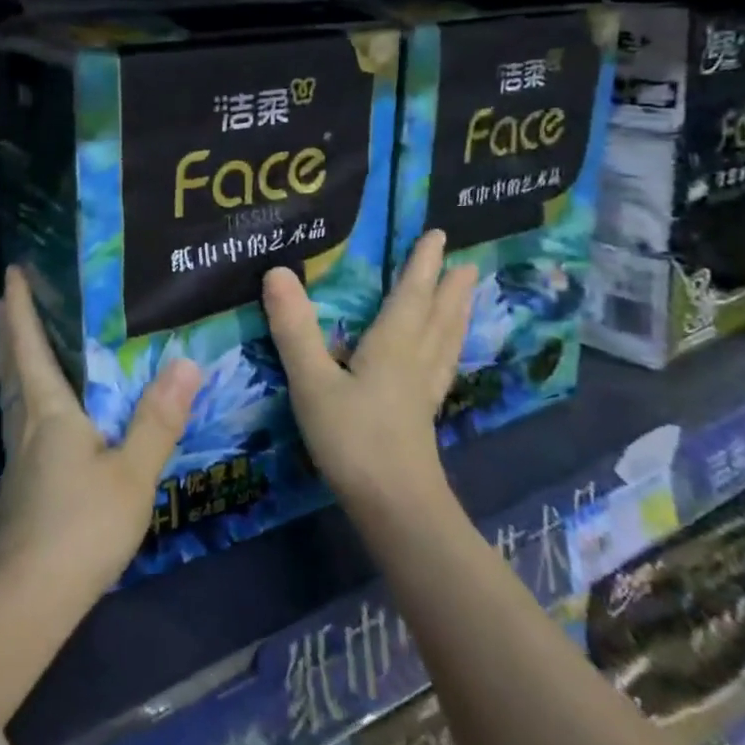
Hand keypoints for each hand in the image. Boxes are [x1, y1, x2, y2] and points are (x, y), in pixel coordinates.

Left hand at [0, 266, 197, 604]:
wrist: (29, 595)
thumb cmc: (81, 525)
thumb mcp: (132, 472)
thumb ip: (158, 418)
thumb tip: (186, 362)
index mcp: (49, 409)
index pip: (29, 343)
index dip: (20, 306)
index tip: (12, 272)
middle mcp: (26, 422)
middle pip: (12, 364)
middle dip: (8, 329)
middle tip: (5, 300)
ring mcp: (18, 455)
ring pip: (10, 392)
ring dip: (10, 360)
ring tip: (9, 342)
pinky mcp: (20, 481)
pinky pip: (17, 417)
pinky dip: (19, 392)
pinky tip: (33, 409)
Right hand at [261, 231, 475, 513]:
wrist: (395, 508)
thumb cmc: (353, 439)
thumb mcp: (312, 381)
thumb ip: (294, 329)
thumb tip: (277, 271)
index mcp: (392, 347)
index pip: (410, 295)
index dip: (422, 265)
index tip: (438, 235)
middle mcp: (414, 363)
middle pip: (437, 317)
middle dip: (448, 288)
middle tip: (465, 263)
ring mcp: (422, 394)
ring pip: (444, 344)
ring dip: (455, 316)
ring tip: (466, 298)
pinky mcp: (420, 419)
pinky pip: (440, 371)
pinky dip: (446, 352)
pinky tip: (442, 361)